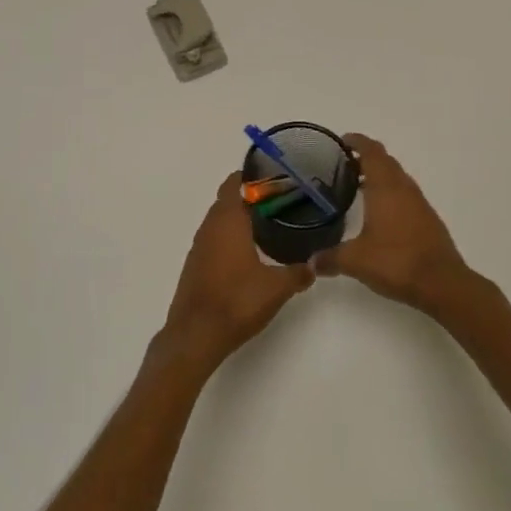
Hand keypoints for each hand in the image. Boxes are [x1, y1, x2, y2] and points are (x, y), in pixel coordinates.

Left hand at [161, 173, 313, 373]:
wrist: (196, 334)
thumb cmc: (236, 301)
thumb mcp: (276, 288)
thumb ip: (298, 273)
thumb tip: (315, 265)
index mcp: (228, 221)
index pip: (235, 183)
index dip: (252, 176)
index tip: (274, 177)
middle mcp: (210, 226)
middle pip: (228, 199)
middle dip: (250, 196)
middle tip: (279, 201)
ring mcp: (199, 245)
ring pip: (220, 219)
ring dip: (239, 217)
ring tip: (268, 224)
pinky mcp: (196, 263)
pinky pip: (215, 238)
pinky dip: (230, 236)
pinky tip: (248, 252)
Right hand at [313, 135, 474, 315]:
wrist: (443, 284)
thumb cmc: (396, 261)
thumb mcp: (356, 260)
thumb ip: (330, 258)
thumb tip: (310, 262)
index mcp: (385, 187)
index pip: (371, 151)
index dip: (356, 141)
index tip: (341, 141)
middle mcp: (403, 188)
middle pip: (385, 160)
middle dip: (365, 157)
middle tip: (343, 165)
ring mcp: (419, 203)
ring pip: (397, 177)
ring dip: (379, 175)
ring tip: (357, 186)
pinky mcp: (428, 219)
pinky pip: (405, 195)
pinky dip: (390, 193)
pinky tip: (379, 213)